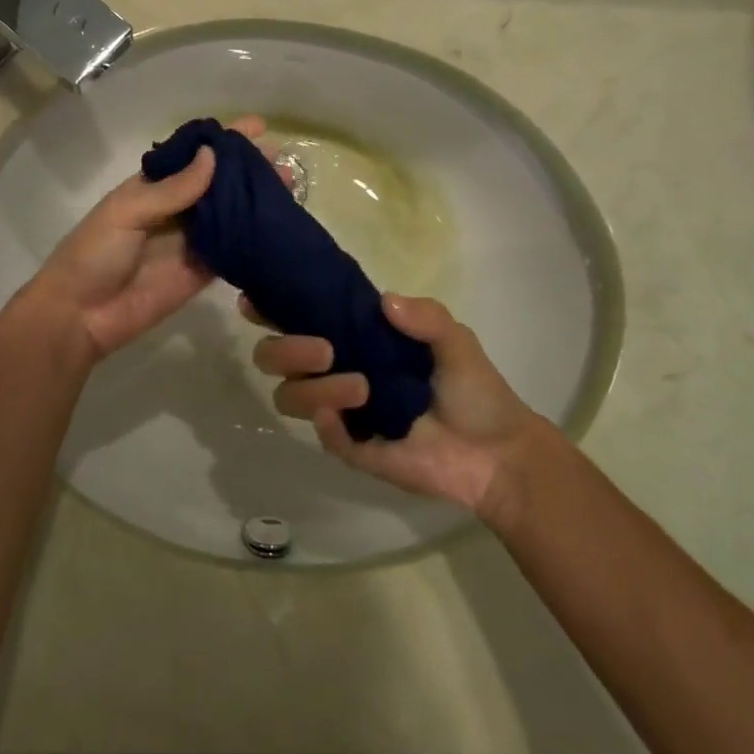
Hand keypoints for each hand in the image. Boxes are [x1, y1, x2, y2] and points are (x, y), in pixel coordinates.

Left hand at [27, 115, 281, 361]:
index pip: (193, 156)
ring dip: (256, 201)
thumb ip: (172, 190)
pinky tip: (278, 225)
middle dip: (248, 170)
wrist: (81, 316)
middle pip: (218, 184)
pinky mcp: (201, 272)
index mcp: (152, 187)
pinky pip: (232, 250)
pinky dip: (253, 237)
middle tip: (283, 161)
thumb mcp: (127, 213)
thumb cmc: (94, 254)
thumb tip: (213, 156)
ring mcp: (191, 241)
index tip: (257, 127)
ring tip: (290, 187)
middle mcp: (176, 209)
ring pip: (230, 214)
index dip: (223, 141)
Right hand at [243, 292, 538, 515]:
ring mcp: (339, 411)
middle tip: (324, 349)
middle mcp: (334, 369)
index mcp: (352, 338)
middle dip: (285, 348)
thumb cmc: (474, 390)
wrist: (498, 452)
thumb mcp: (455, 341)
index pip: (298, 318)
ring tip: (361, 388)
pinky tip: (347, 416)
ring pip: (288, 395)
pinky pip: (320, 434)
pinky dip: (326, 422)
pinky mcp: (351, 448)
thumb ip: (425, 316)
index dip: (270, 308)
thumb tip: (385, 301)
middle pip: (274, 356)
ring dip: (314, 388)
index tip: (255, 301)